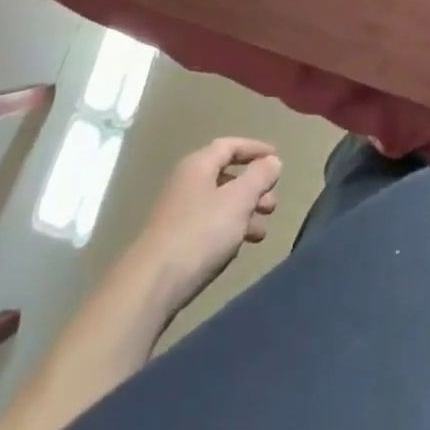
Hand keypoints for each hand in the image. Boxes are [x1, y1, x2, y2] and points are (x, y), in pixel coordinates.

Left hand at [130, 138, 282, 312]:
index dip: (255, 149)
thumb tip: (272, 160)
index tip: (277, 158)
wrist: (151, 285)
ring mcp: (178, 212)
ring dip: (244, 212)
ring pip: (219, 202)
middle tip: (273, 204)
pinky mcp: (175, 240)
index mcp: (198, 165)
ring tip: (262, 231)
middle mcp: (186, 182)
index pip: (230, 145)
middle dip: (253, 187)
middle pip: (226, 175)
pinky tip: (239, 246)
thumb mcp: (238, 200)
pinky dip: (229, 229)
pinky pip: (209, 224)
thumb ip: (259, 177)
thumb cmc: (200, 233)